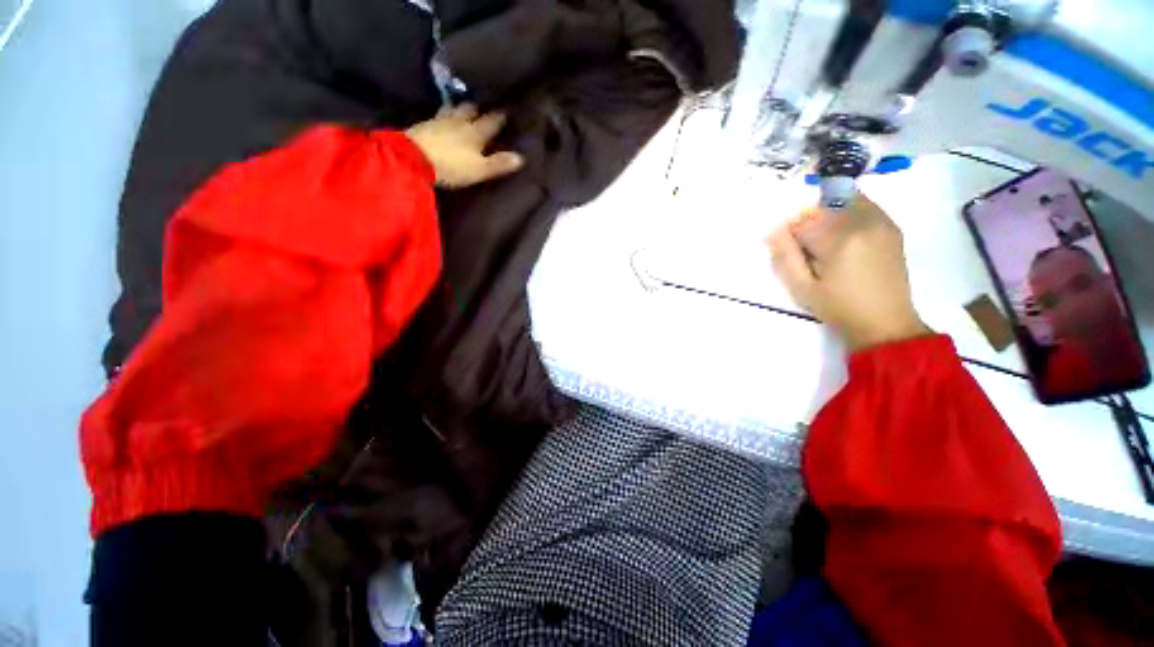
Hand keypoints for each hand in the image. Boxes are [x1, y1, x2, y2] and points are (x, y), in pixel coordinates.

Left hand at [405, 103, 524, 188]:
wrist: (413, 159)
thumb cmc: (452, 166)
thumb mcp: (480, 169)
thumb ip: (499, 163)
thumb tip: (521, 157)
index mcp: (475, 132)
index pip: (492, 122)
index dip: (500, 117)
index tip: (507, 111)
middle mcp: (459, 122)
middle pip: (470, 110)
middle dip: (478, 108)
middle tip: (483, 108)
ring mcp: (439, 121)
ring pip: (453, 109)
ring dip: (459, 108)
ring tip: (462, 108)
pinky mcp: (423, 126)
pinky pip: (437, 116)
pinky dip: (443, 115)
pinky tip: (442, 118)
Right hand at [767, 195, 929, 350]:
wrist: (886, 323)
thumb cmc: (839, 308)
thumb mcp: (802, 288)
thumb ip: (785, 257)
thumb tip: (771, 231)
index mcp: (839, 240)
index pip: (803, 222)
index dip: (790, 235)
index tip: (790, 251)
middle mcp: (863, 223)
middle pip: (824, 206)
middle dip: (809, 222)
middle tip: (808, 248)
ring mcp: (881, 223)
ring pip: (845, 200)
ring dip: (828, 213)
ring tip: (826, 242)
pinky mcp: (891, 228)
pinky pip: (864, 206)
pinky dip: (848, 212)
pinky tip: (844, 236)